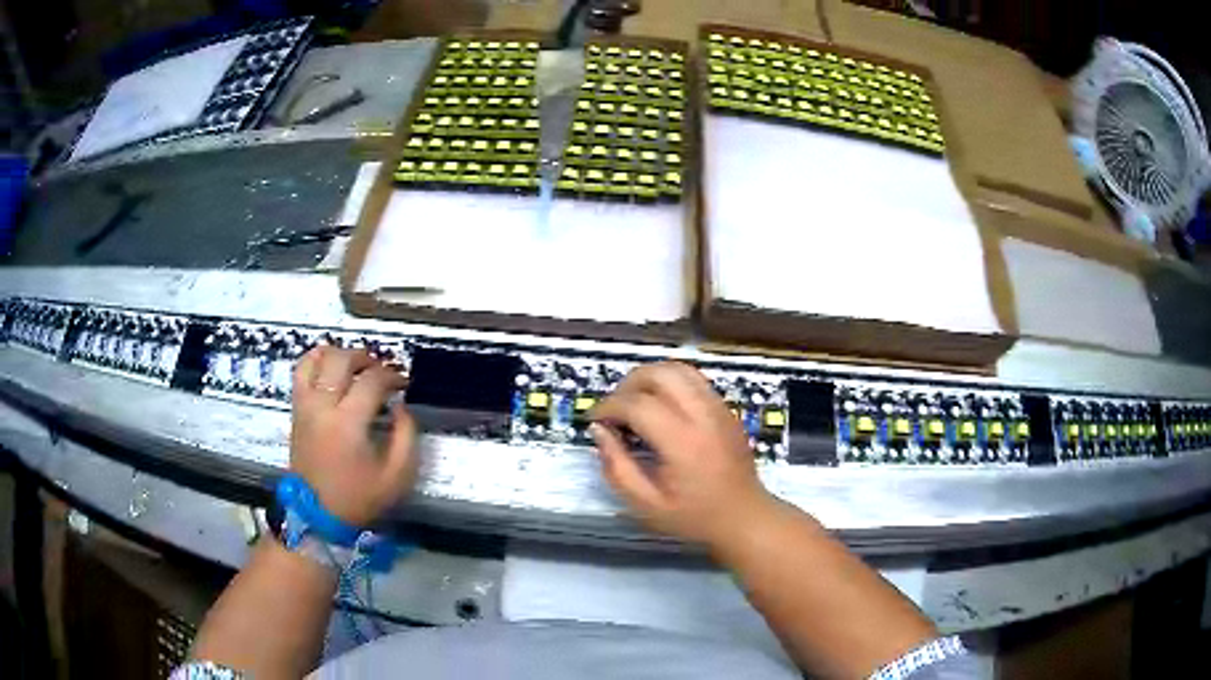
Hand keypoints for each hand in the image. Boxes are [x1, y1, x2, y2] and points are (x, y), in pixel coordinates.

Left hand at [290, 346, 415, 525]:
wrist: (317, 515)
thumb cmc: (358, 498)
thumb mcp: (396, 477)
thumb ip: (406, 437)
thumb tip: (402, 407)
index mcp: (348, 423)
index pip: (372, 380)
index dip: (392, 375)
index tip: (404, 383)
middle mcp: (323, 406)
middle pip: (342, 360)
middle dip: (367, 359)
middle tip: (381, 372)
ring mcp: (305, 405)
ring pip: (318, 359)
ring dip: (340, 354)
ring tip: (356, 365)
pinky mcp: (296, 409)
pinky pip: (301, 371)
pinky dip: (315, 359)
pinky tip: (329, 364)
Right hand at [590, 362, 777, 550]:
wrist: (744, 517)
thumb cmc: (693, 516)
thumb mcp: (645, 504)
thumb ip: (617, 467)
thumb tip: (599, 431)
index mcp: (682, 442)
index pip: (637, 404)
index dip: (608, 407)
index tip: (595, 421)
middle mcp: (702, 415)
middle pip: (659, 373)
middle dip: (627, 385)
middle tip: (615, 411)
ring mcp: (718, 407)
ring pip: (678, 369)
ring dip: (649, 378)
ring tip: (635, 403)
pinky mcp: (726, 408)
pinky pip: (693, 380)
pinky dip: (669, 383)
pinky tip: (660, 407)